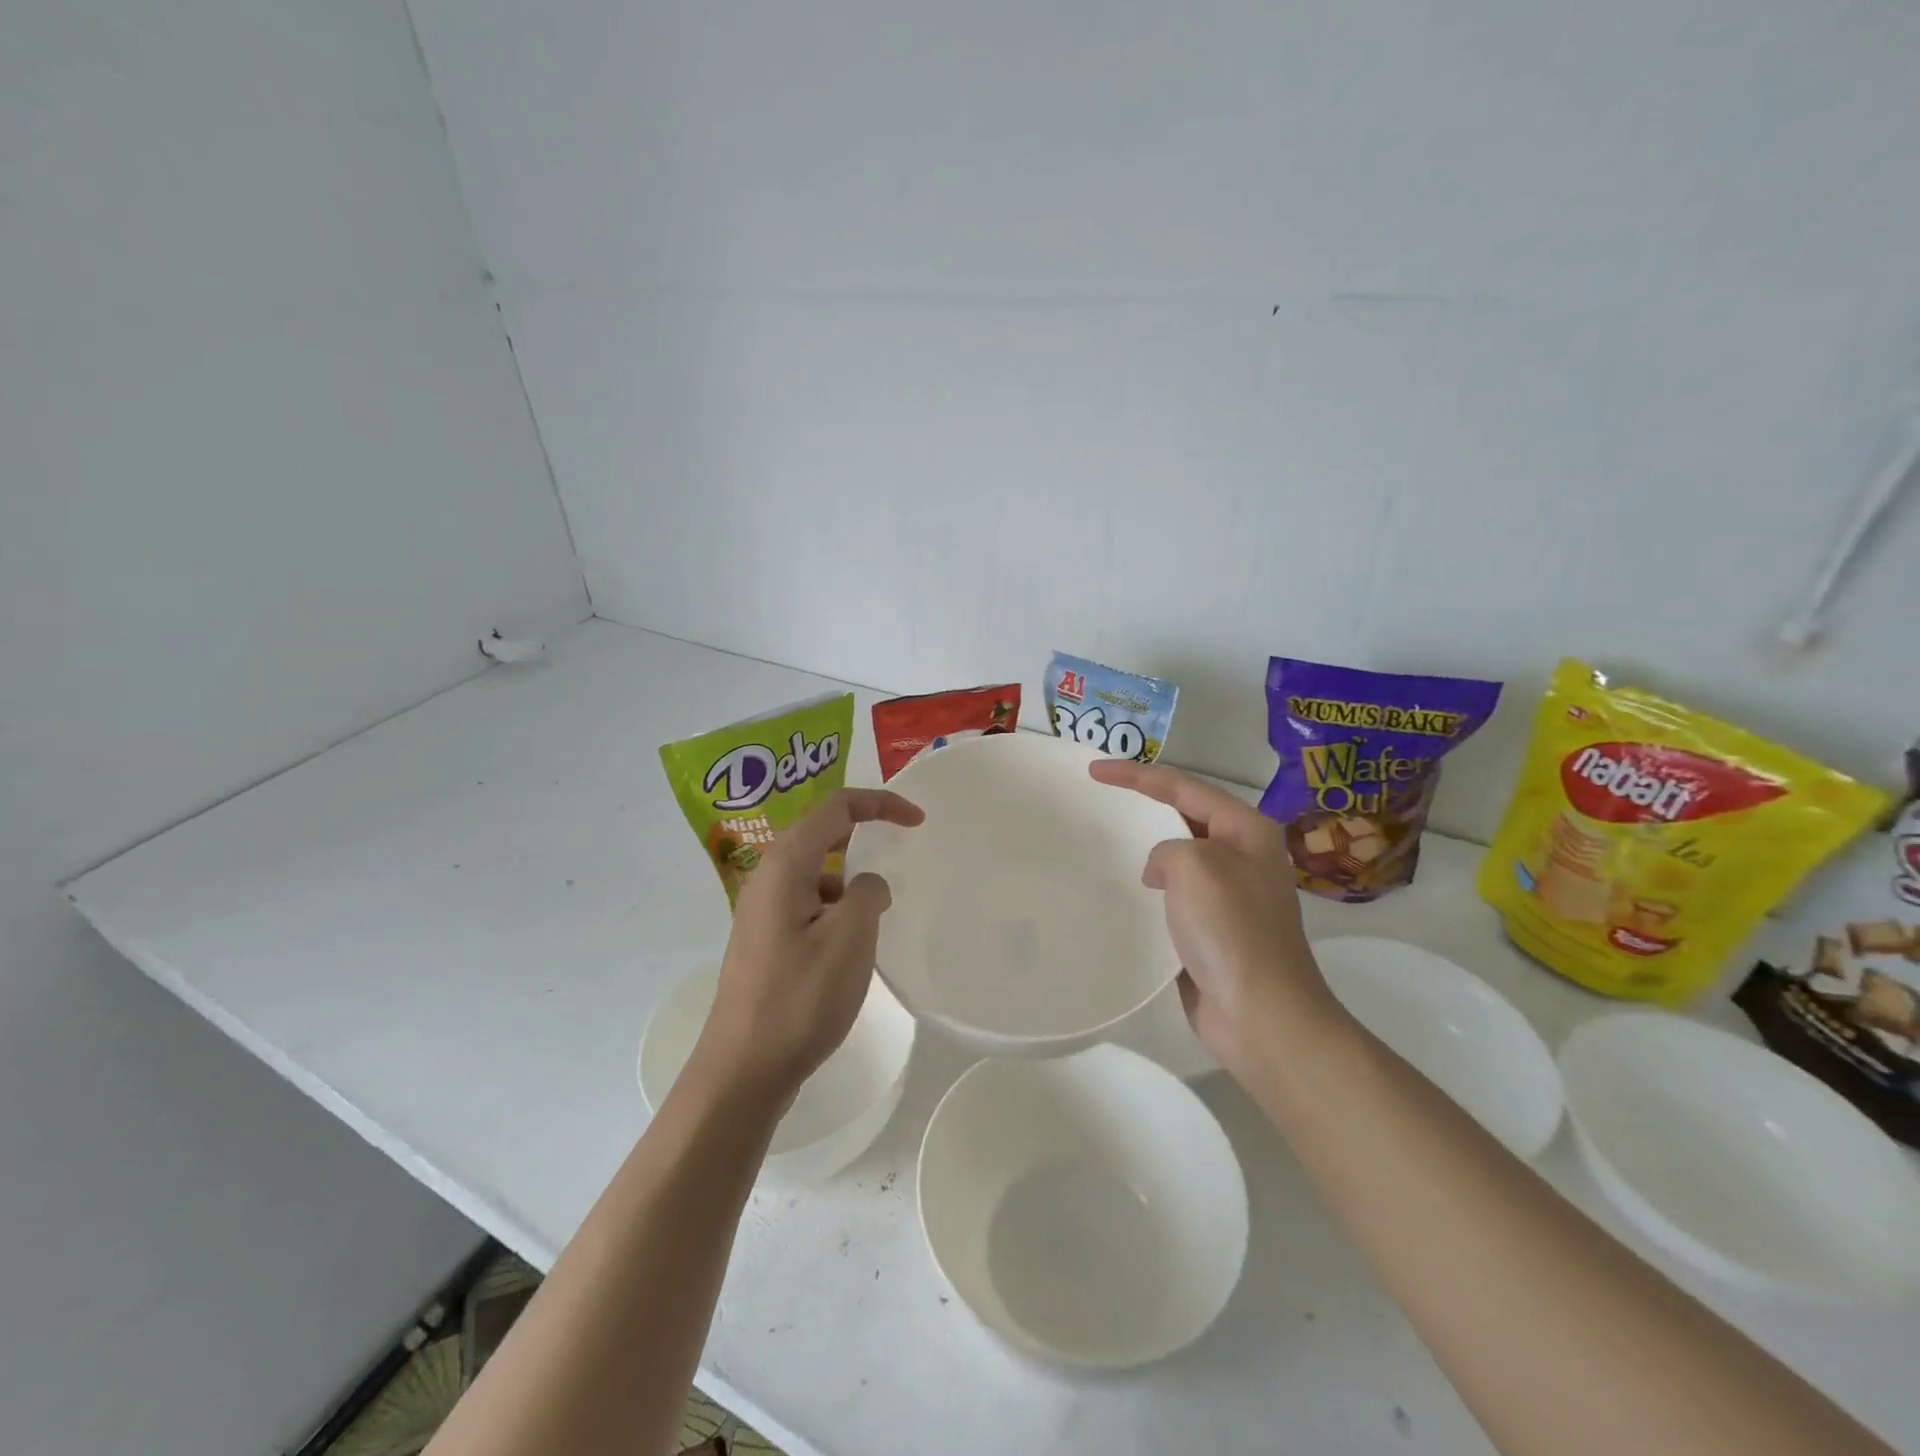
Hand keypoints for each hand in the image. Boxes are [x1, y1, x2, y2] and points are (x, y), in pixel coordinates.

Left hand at [693, 788, 923, 1102]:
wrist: (743, 1071)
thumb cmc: (800, 999)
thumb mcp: (850, 939)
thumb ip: (868, 894)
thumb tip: (867, 886)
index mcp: (786, 866)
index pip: (835, 808)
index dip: (880, 804)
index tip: (917, 821)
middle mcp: (767, 879)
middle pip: (821, 833)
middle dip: (864, 832)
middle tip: (902, 847)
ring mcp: (762, 912)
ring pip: (816, 873)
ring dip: (851, 877)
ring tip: (877, 911)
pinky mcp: (765, 941)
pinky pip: (808, 903)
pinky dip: (837, 907)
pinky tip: (852, 943)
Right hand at [1089, 759, 1341, 1077]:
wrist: (1260, 1013)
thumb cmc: (1231, 928)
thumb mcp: (1194, 865)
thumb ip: (1167, 850)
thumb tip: (1161, 873)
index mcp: (1247, 829)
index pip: (1184, 786)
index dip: (1136, 775)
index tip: (1094, 771)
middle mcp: (1242, 855)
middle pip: (1185, 814)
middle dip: (1145, 804)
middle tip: (1101, 797)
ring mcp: (1231, 894)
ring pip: (1179, 855)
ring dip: (1147, 847)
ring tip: (1108, 842)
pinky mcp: (1215, 927)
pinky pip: (1176, 892)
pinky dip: (1152, 886)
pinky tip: (1128, 892)